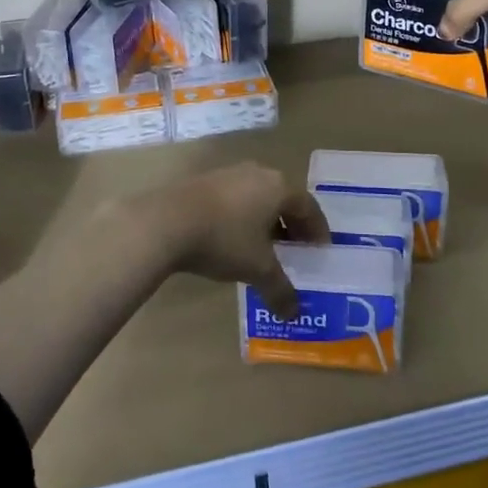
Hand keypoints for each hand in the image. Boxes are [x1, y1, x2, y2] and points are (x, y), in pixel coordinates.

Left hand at [118, 163, 328, 318]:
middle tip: (296, 249)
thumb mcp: (257, 269)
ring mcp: (228, 174)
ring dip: (265, 220)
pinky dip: (242, 217)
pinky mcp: (203, 182)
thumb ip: (280, 290)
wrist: (166, 221)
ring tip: (264, 247)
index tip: (320, 249)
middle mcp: (256, 173)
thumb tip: (294, 314)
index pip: (308, 206)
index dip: (317, 229)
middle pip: (283, 198)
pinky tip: (233, 239)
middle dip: (291, 224)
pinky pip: (234, 198)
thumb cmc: (224, 240)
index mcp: (278, 187)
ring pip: (257, 197)